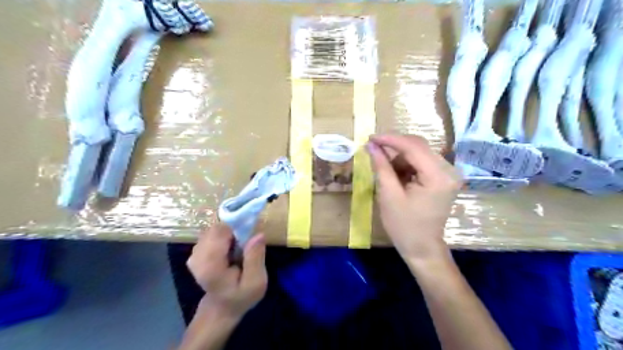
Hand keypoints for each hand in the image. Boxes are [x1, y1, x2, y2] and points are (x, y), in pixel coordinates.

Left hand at [187, 224, 270, 319]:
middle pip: (216, 228)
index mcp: (210, 265)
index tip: (248, 238)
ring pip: (214, 229)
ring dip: (229, 235)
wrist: (221, 308)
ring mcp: (194, 253)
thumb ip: (256, 259)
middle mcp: (197, 257)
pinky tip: (229, 251)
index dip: (237, 229)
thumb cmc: (240, 296)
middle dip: (233, 231)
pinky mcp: (195, 251)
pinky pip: (211, 234)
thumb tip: (258, 234)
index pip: (220, 231)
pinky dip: (223, 237)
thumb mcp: (256, 283)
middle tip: (244, 246)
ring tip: (237, 250)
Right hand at [367, 134, 458, 262]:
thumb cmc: (403, 226)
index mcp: (438, 176)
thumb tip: (371, 145)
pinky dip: (406, 164)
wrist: (422, 247)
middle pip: (418, 146)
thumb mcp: (389, 195)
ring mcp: (448, 173)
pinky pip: (422, 162)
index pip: (413, 147)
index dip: (390, 139)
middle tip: (373, 148)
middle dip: (394, 146)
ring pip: (419, 152)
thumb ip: (381, 167)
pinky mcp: (443, 177)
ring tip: (384, 168)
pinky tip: (395, 174)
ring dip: (399, 156)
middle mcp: (449, 170)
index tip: (370, 137)